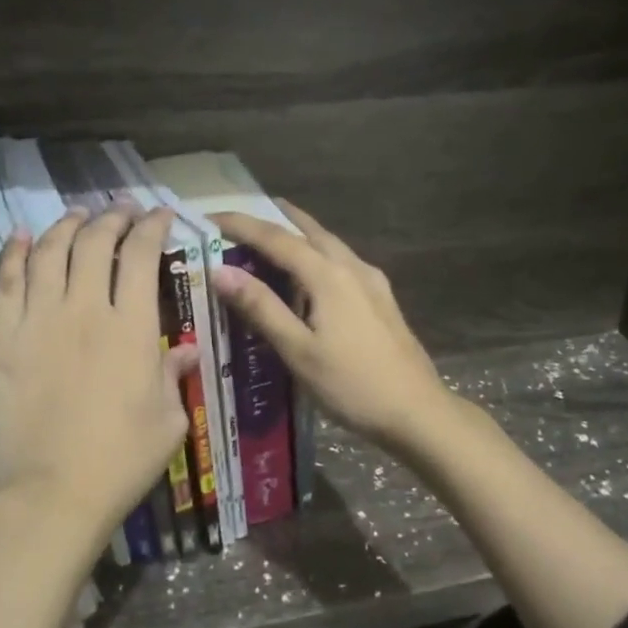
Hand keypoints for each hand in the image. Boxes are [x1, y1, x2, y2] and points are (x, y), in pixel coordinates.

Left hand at [0, 205, 198, 562]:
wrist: (50, 496)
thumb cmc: (121, 462)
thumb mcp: (167, 421)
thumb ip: (173, 375)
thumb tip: (188, 349)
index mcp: (132, 328)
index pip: (142, 256)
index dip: (152, 228)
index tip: (160, 216)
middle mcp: (85, 310)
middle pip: (95, 243)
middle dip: (112, 218)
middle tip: (121, 210)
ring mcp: (37, 321)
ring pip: (51, 252)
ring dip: (68, 226)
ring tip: (79, 216)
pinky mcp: (1, 339)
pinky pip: (7, 282)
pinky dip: (17, 253)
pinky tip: (25, 237)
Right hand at [209, 203, 455, 455]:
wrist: (416, 411)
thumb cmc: (352, 385)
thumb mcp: (299, 350)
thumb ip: (261, 308)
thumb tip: (221, 271)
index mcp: (328, 275)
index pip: (276, 238)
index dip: (242, 224)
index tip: (211, 216)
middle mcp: (352, 267)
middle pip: (310, 231)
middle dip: (277, 218)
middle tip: (246, 216)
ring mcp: (373, 283)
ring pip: (331, 245)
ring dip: (301, 234)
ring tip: (276, 236)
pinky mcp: (383, 300)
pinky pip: (344, 262)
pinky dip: (319, 255)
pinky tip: (316, 274)